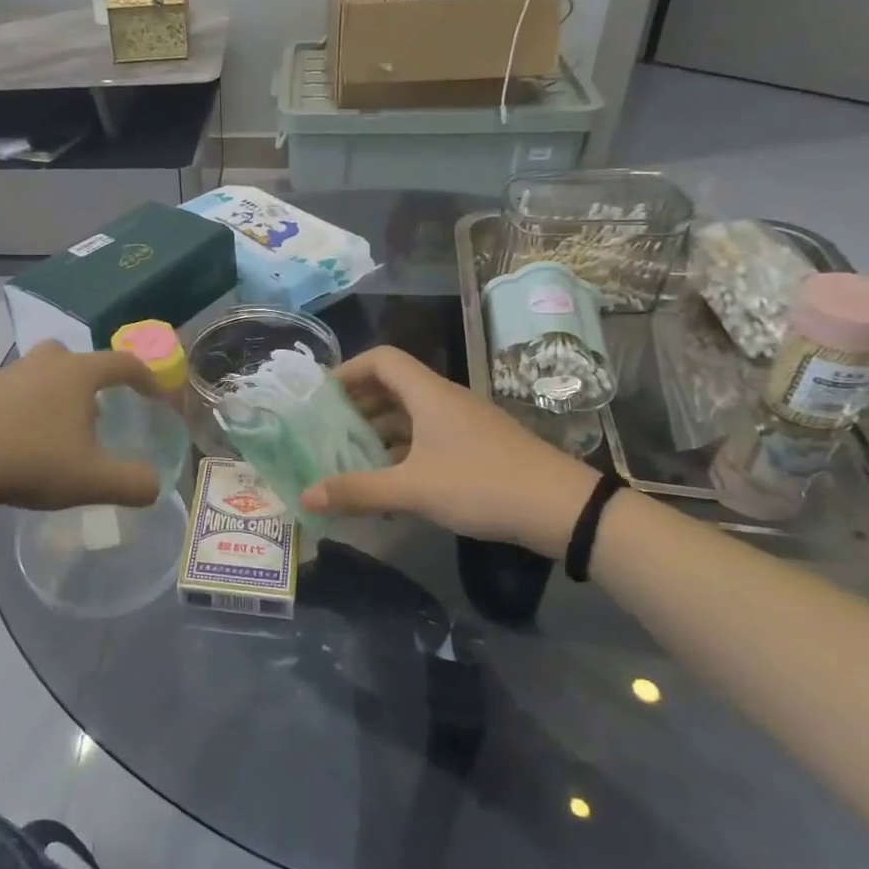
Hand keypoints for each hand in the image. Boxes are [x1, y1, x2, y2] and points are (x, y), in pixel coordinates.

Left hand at [0, 342, 164, 512]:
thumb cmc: (31, 462)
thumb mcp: (92, 481)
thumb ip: (133, 483)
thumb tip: (155, 485)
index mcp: (77, 373)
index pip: (124, 363)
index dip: (147, 379)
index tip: (157, 399)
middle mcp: (44, 363)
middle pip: (79, 359)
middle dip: (96, 381)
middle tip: (100, 413)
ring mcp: (7, 374)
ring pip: (45, 374)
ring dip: (60, 395)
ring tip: (61, 434)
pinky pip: (17, 391)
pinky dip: (30, 408)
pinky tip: (24, 441)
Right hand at [300, 346, 597, 555]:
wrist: (563, 509)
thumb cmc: (482, 485)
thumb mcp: (413, 490)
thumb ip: (358, 491)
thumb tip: (305, 496)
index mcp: (429, 394)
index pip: (382, 359)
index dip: (348, 370)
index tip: (321, 396)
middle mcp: (445, 400)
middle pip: (393, 386)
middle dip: (357, 404)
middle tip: (327, 429)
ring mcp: (464, 423)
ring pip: (410, 414)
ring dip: (379, 429)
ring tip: (350, 456)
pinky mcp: (477, 446)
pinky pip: (427, 435)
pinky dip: (402, 449)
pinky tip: (390, 479)